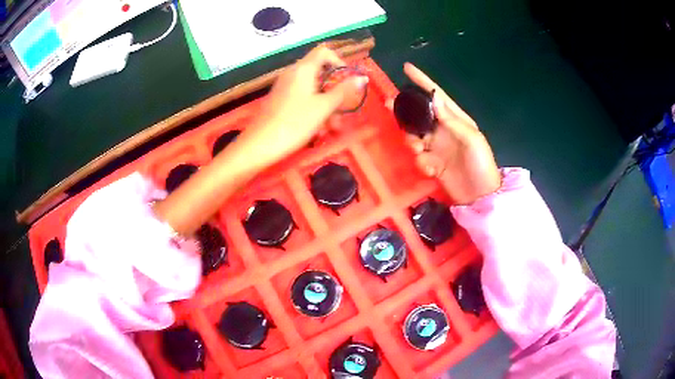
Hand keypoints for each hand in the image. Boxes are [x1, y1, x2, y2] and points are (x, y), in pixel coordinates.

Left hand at [250, 45, 368, 160]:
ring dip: (326, 106)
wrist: (260, 145)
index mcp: (303, 69)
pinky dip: (313, 110)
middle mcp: (293, 73)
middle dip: (335, 92)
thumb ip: (344, 91)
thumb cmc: (294, 123)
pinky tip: (317, 130)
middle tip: (343, 112)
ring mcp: (285, 87)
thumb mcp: (324, 107)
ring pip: (313, 90)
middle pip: (320, 73)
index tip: (347, 81)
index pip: (324, 52)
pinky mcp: (280, 100)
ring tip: (331, 129)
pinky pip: (302, 99)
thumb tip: (362, 78)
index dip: (339, 62)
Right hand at [399, 63, 500, 204]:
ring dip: (411, 140)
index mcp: (456, 120)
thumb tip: (435, 97)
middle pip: (419, 114)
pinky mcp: (432, 163)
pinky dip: (422, 162)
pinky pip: (419, 157)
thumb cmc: (481, 165)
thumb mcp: (471, 139)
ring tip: (418, 148)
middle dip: (405, 110)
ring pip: (414, 134)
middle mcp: (444, 130)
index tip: (407, 68)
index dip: (423, 81)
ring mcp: (437, 147)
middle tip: (390, 105)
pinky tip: (431, 170)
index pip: (437, 96)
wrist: (480, 197)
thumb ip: (452, 120)